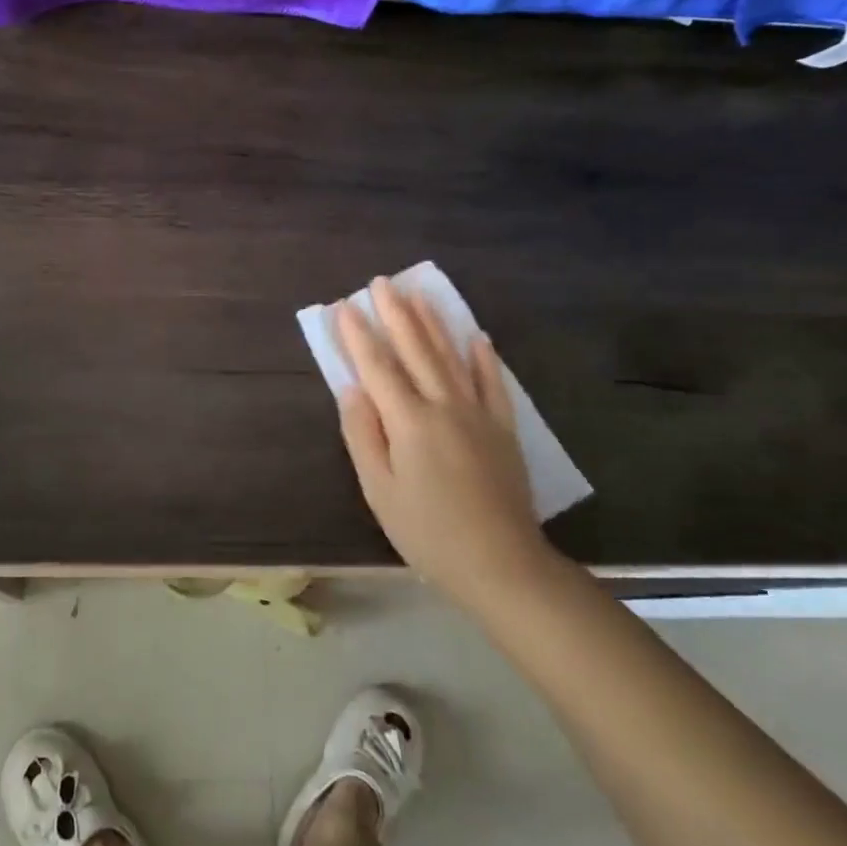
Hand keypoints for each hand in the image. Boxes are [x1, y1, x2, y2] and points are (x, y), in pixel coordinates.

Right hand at [335, 278, 549, 604]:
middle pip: (416, 350)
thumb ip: (363, 435)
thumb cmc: (427, 532)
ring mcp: (478, 415)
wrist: (500, 563)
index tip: (344, 307)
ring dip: (433, 323)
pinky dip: (483, 358)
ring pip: (452, 357)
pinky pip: (493, 384)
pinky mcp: (502, 429)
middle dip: (396, 314)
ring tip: (419, 293)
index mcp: (409, 422)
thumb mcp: (379, 490)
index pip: (377, 368)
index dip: (358, 336)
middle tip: (380, 282)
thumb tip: (351, 389)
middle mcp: (444, 406)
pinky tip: (477, 337)